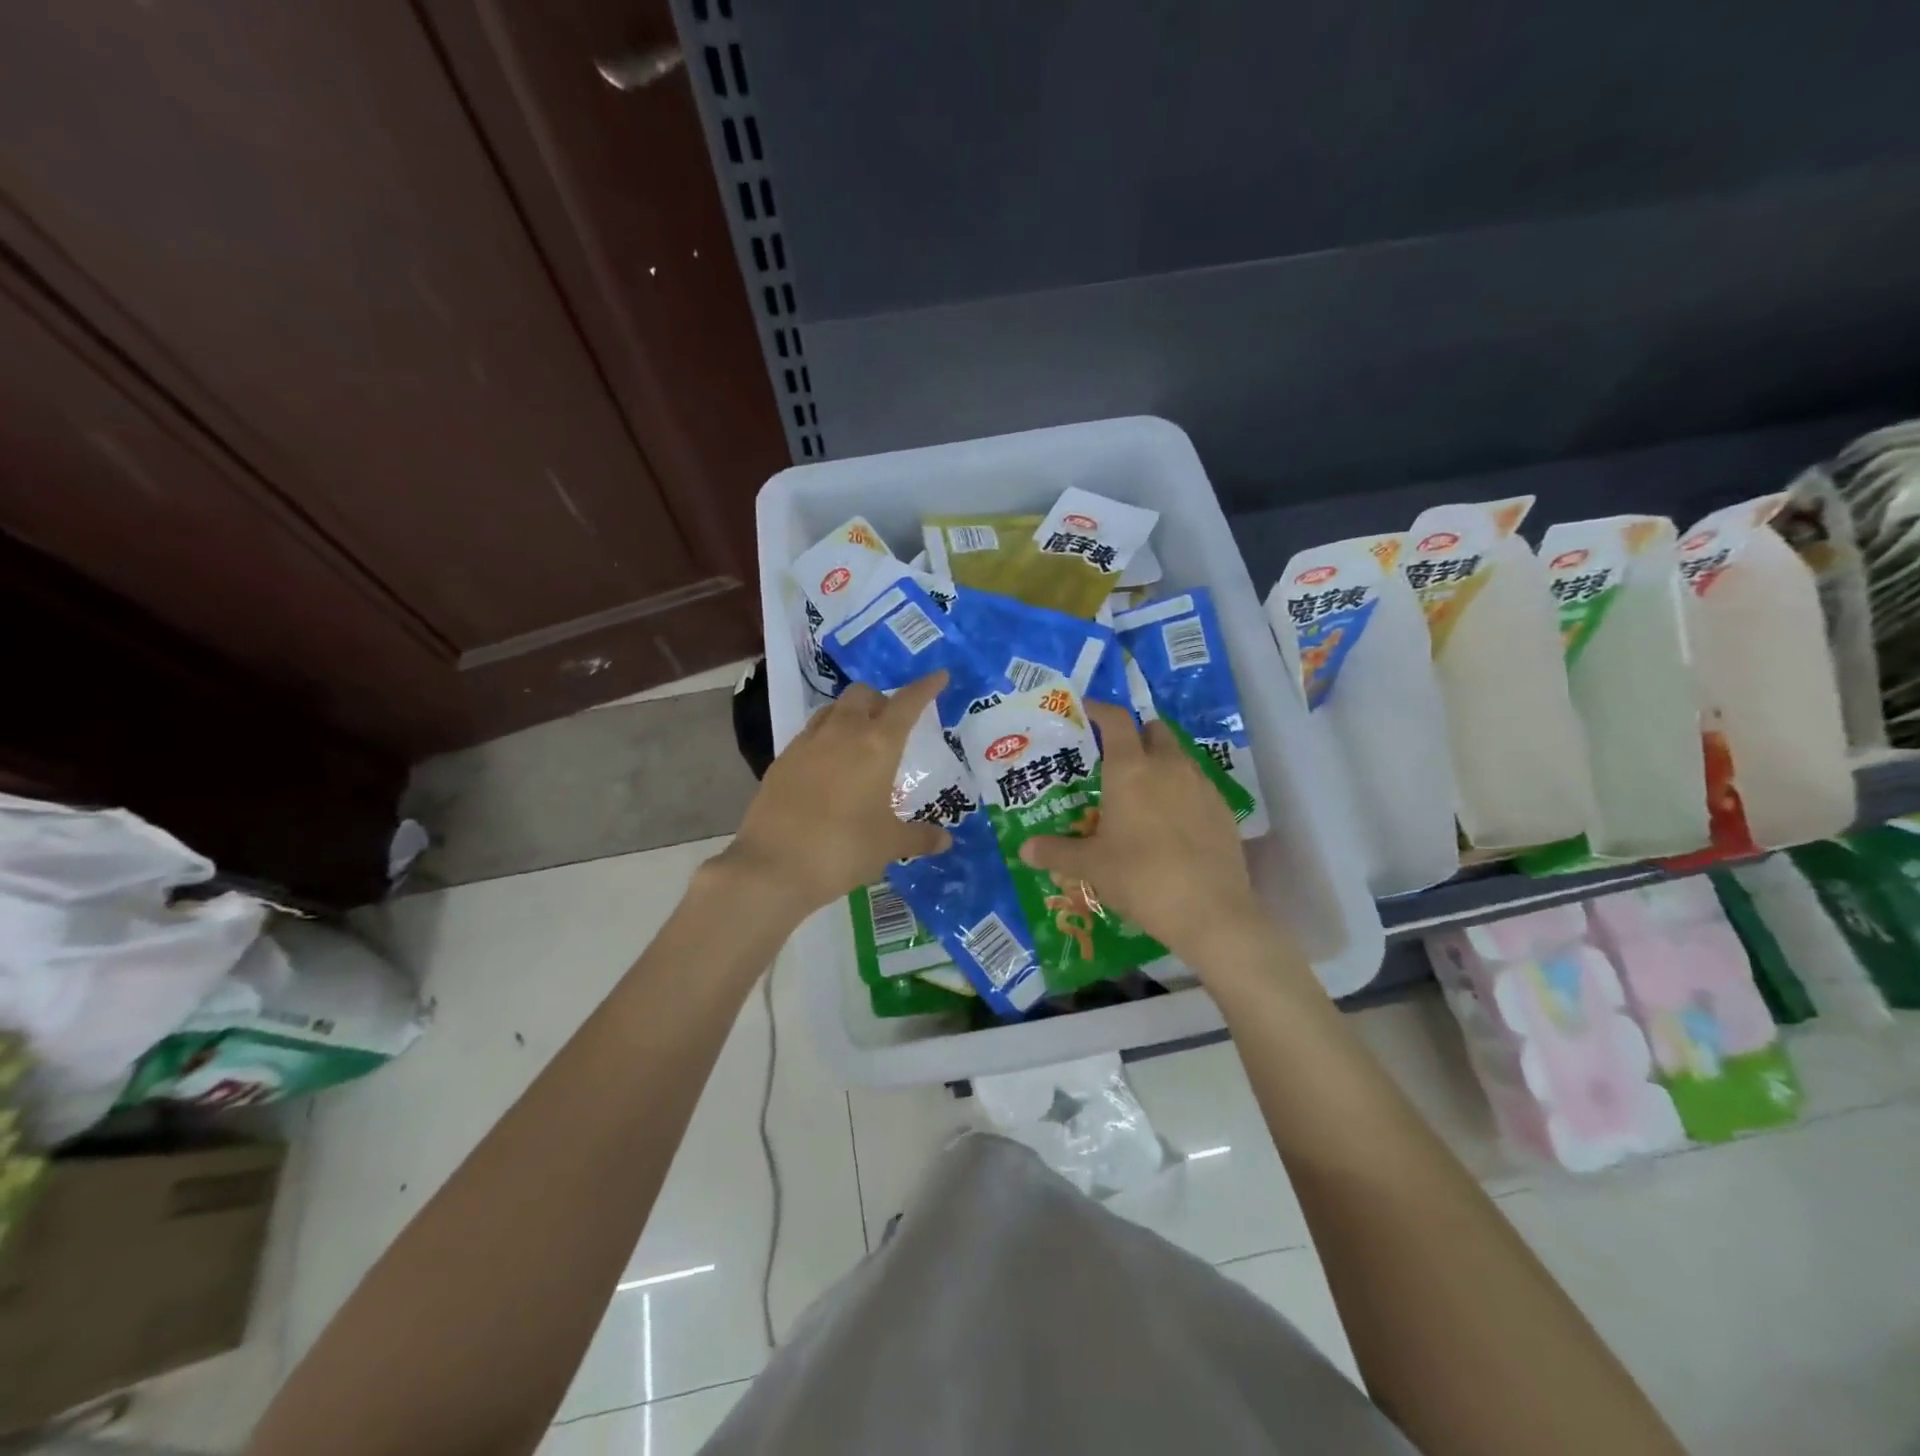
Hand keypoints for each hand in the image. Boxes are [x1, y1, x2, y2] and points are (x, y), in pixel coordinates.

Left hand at [718, 674, 952, 921]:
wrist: (773, 866)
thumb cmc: (843, 849)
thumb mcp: (888, 845)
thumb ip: (918, 838)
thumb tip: (945, 841)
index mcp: (877, 745)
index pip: (907, 704)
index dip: (925, 688)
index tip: (939, 676)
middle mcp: (842, 733)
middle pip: (862, 694)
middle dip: (880, 699)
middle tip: (892, 721)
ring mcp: (806, 744)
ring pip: (832, 710)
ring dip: (849, 714)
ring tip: (859, 739)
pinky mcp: (781, 761)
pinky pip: (809, 735)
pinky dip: (825, 739)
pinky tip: (828, 767)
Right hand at [1020, 700, 1267, 963]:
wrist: (1210, 911)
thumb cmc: (1140, 878)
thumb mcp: (1091, 866)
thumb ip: (1056, 852)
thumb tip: (1024, 850)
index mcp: (1130, 769)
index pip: (1116, 720)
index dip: (1100, 710)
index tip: (1086, 711)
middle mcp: (1168, 766)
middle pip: (1153, 730)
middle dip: (1134, 735)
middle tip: (1114, 759)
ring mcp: (1201, 785)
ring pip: (1178, 757)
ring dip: (1159, 763)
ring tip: (1142, 794)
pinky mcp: (1223, 809)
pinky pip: (1197, 785)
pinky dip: (1181, 791)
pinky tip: (1171, 823)